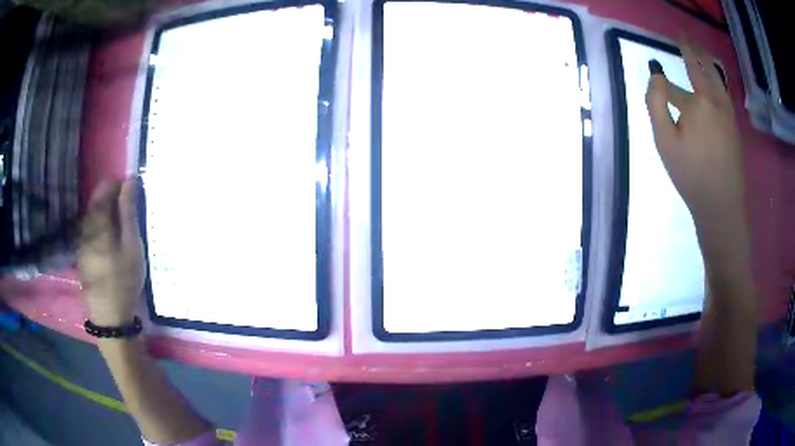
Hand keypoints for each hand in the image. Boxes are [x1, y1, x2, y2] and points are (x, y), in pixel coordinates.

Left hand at [78, 179, 145, 325]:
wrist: (110, 316)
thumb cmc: (124, 279)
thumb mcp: (131, 245)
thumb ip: (128, 212)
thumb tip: (130, 181)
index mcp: (98, 224)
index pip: (103, 191)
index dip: (114, 184)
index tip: (128, 184)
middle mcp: (86, 229)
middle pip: (94, 203)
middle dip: (108, 196)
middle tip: (125, 201)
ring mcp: (82, 243)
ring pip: (90, 217)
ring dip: (103, 211)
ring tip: (117, 219)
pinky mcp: (82, 255)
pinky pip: (89, 230)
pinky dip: (98, 225)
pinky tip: (107, 237)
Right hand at [645, 39, 745, 228]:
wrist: (722, 205)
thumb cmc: (691, 175)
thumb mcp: (665, 141)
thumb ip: (656, 103)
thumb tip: (656, 75)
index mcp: (698, 102)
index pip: (682, 75)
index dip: (675, 60)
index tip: (671, 46)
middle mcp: (716, 100)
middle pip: (704, 67)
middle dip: (694, 50)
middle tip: (686, 38)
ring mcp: (728, 114)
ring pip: (718, 78)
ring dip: (707, 62)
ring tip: (700, 52)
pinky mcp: (734, 127)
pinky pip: (725, 93)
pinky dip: (718, 80)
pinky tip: (715, 81)